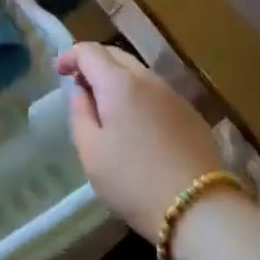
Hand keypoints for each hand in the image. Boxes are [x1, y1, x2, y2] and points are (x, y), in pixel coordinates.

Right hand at [62, 43, 226, 236]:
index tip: (58, 71)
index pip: (90, 51)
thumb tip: (83, 91)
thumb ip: (80, 113)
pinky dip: (139, 96)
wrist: (200, 208)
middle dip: (94, 63)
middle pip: (117, 56)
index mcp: (119, 83)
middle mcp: (148, 79)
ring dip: (118, 79)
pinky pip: (157, 93)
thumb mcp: (91, 151)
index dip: (70, 56)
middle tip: (80, 85)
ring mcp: (174, 95)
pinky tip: (137, 123)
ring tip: (106, 106)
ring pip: (139, 73)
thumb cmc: (133, 181)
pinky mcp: (191, 114)